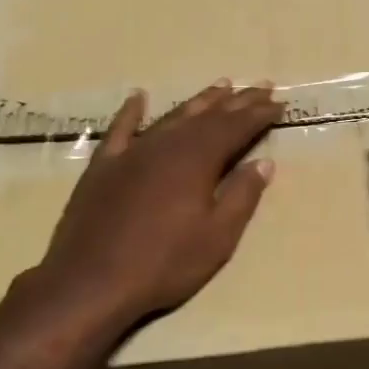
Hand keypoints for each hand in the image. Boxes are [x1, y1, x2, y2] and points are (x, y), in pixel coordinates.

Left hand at [11, 81, 282, 342]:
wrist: (90, 282)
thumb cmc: (164, 263)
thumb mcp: (217, 237)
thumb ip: (242, 196)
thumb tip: (264, 163)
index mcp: (197, 160)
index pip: (236, 128)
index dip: (258, 115)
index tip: (278, 103)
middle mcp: (167, 145)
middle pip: (208, 116)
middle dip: (237, 102)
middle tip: (260, 86)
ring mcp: (132, 153)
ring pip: (172, 117)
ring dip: (199, 101)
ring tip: (221, 86)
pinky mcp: (104, 166)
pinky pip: (120, 129)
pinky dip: (131, 111)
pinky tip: (139, 97)